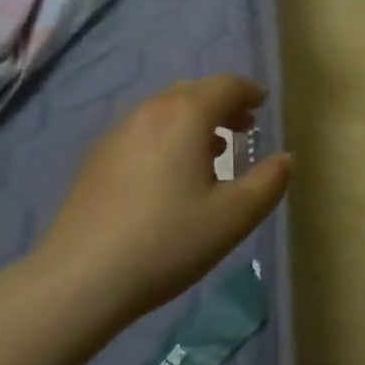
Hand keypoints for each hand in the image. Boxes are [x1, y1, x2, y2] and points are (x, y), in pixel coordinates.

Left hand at [33, 76, 291, 327]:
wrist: (79, 278)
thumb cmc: (166, 242)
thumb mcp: (232, 218)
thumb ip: (268, 183)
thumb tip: (285, 159)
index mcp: (187, 115)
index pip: (226, 85)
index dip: (249, 92)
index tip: (262, 105)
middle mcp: (152, 110)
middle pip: (195, 91)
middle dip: (223, 103)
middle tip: (243, 128)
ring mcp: (119, 131)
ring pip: (166, 108)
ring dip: (194, 119)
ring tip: (210, 151)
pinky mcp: (97, 156)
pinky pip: (143, 128)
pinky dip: (167, 134)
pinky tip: (168, 173)